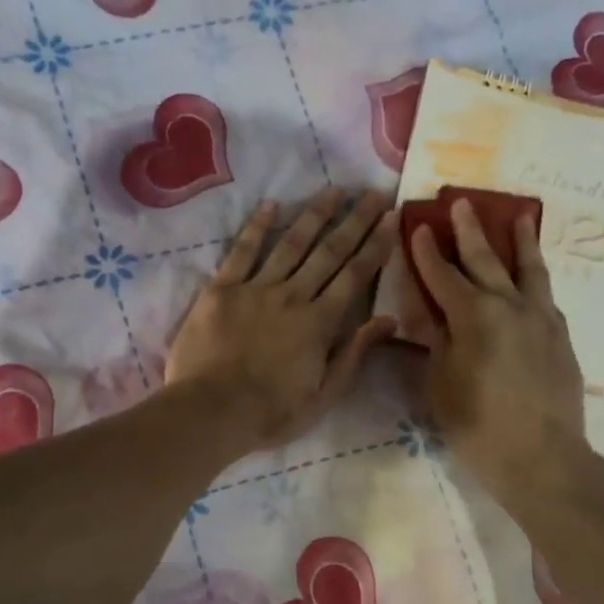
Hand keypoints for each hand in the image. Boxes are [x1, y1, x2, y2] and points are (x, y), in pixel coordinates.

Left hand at [166, 189, 398, 452]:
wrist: (211, 411)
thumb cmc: (271, 412)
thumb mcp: (324, 395)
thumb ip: (355, 354)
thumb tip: (389, 319)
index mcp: (320, 323)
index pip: (355, 275)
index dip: (376, 244)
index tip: (393, 217)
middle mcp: (293, 296)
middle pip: (329, 251)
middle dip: (355, 220)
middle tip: (373, 192)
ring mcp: (255, 289)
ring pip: (291, 244)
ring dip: (314, 214)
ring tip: (334, 190)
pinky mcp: (221, 290)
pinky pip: (242, 251)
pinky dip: (257, 227)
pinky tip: (271, 205)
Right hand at [410, 198, 587, 505]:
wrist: (542, 457)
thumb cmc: (478, 425)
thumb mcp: (441, 385)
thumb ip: (438, 342)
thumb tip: (436, 315)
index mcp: (473, 316)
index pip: (443, 275)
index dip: (427, 251)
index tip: (419, 225)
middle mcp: (510, 306)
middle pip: (486, 260)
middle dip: (470, 231)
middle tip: (462, 203)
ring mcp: (541, 319)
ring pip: (529, 270)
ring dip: (519, 241)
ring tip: (519, 216)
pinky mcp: (561, 336)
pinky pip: (546, 296)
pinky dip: (536, 279)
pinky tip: (533, 278)